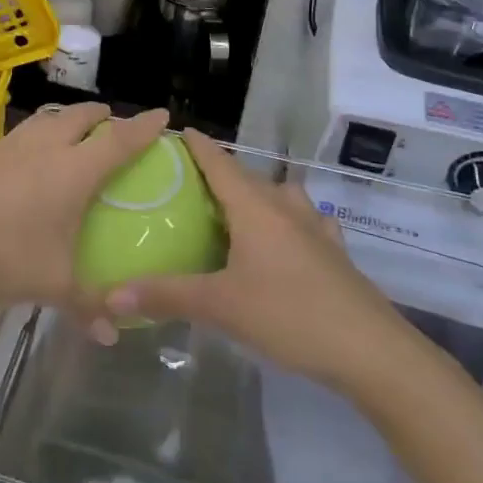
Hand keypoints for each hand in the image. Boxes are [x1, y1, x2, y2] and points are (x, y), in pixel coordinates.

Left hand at [0, 102, 169, 308]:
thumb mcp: (50, 286)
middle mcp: (43, 148)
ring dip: (64, 121)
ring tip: (69, 133)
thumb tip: (113, 333)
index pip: (119, 140)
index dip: (143, 127)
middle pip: (80, 117)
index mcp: (72, 172)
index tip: (162, 114)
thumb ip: (86, 306)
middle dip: (102, 115)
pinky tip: (19, 165)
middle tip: (113, 124)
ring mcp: (5, 146)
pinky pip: (13, 138)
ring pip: (44, 121)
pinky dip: (29, 141)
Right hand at [102, 129, 401, 388]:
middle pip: (249, 179)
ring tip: (235, 210)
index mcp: (255, 208)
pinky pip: (305, 223)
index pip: (220, 163)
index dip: (198, 146)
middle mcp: (285, 208)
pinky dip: (288, 223)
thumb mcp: (221, 306)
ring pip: (280, 198)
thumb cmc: (290, 315)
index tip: (176, 130)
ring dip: (257, 196)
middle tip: (189, 182)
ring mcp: (316, 229)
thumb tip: (111, 294)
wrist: (371, 351)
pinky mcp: (335, 253)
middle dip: (220, 174)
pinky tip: (287, 239)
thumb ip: (167, 295)